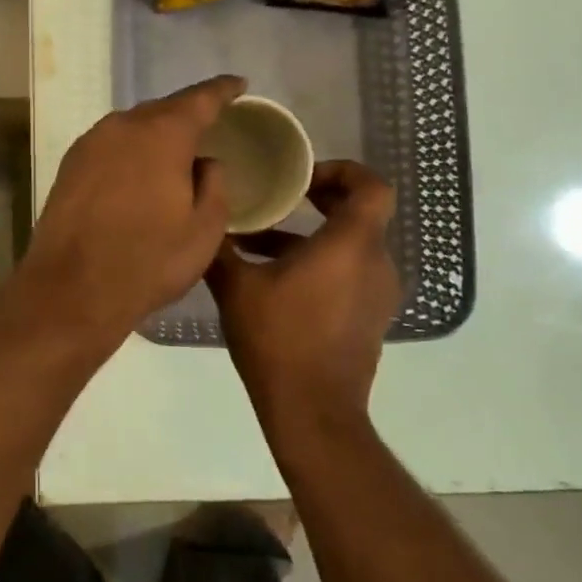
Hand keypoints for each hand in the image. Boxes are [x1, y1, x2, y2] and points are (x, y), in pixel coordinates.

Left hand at [20, 75, 244, 339]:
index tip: (239, 85)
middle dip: (187, 115)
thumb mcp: (204, 230)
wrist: (72, 289)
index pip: (200, 99)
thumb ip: (214, 185)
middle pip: (163, 109)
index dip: (223, 90)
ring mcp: (90, 144)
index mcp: (162, 134)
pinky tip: (137, 172)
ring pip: (132, 127)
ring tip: (174, 152)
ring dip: (155, 135)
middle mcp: (123, 126)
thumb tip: (205, 163)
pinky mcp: (69, 166)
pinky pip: (110, 146)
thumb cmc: (148, 261)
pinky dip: (130, 151)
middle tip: (209, 127)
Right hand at [206, 160, 400, 436]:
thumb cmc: (278, 339)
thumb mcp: (236, 287)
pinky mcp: (371, 319)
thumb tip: (203, 215)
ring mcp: (378, 294)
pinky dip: (323, 265)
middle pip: (362, 214)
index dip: (343, 171)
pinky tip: (277, 281)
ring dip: (315, 237)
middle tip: (284, 199)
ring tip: (264, 243)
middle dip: (323, 200)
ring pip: (353, 246)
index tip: (304, 179)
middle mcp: (375, 263)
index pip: (372, 186)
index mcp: (350, 245)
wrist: (312, 410)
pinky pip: (351, 274)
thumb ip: (220, 247)